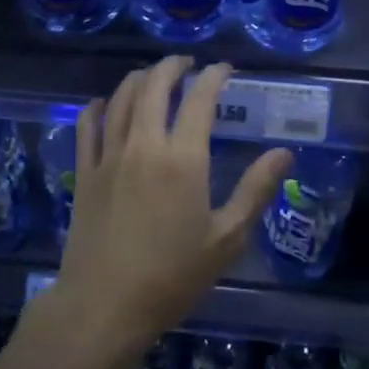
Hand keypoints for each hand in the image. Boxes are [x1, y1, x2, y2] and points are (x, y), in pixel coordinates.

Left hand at [48, 56, 292, 361]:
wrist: (105, 305)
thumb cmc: (173, 276)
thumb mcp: (226, 238)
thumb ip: (255, 190)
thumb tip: (284, 153)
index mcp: (183, 158)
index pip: (199, 99)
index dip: (213, 76)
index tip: (224, 69)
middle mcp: (143, 145)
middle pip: (154, 86)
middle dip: (173, 66)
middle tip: (187, 64)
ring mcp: (108, 156)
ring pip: (121, 97)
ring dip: (139, 78)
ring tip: (153, 76)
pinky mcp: (84, 172)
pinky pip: (88, 125)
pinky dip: (99, 106)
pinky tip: (106, 104)